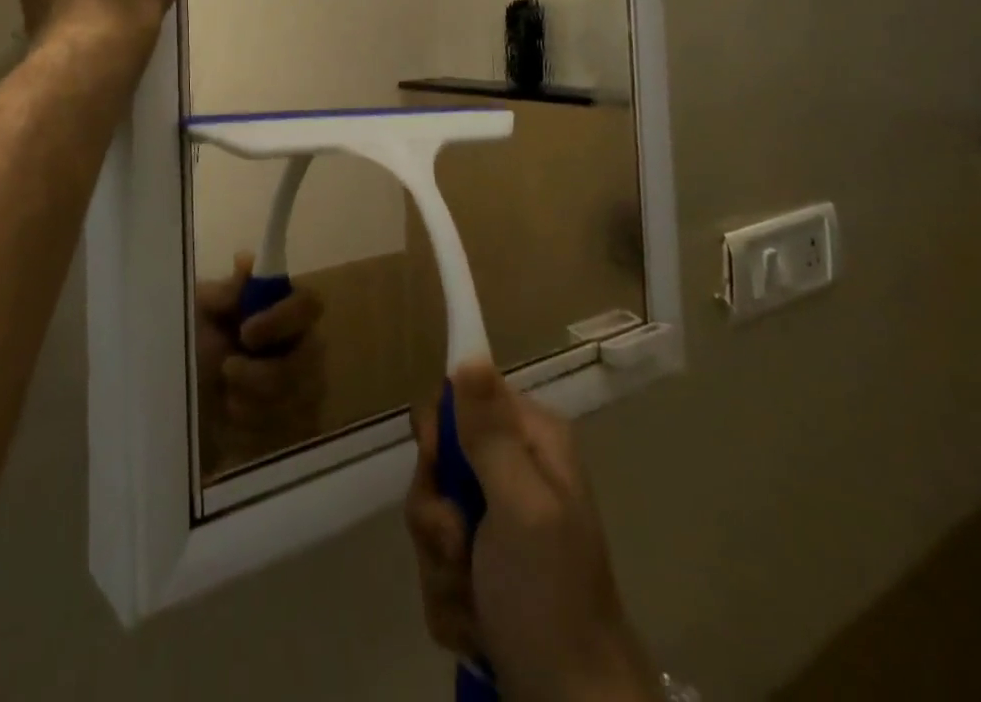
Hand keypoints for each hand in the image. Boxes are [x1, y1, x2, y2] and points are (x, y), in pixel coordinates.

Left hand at [194, 253, 327, 473]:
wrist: (179, 415)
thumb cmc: (190, 351)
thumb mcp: (196, 316)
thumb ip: (223, 292)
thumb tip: (247, 261)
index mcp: (280, 310)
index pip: (309, 304)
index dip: (283, 318)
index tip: (246, 333)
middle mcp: (302, 346)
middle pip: (309, 360)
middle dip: (264, 375)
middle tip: (227, 371)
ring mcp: (305, 389)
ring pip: (300, 401)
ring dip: (253, 404)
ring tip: (224, 400)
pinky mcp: (299, 429)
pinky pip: (292, 433)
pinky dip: (255, 431)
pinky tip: (233, 424)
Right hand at [406, 361, 657, 701]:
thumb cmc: (550, 599)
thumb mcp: (521, 507)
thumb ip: (488, 432)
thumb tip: (469, 352)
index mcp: (530, 441)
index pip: (459, 397)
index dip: (437, 432)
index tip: (437, 465)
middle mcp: (513, 471)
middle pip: (435, 461)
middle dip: (435, 515)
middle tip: (459, 546)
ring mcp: (496, 524)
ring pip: (429, 517)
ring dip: (440, 567)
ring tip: (475, 603)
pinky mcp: (481, 571)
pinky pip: (436, 565)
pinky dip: (449, 601)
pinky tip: (478, 628)